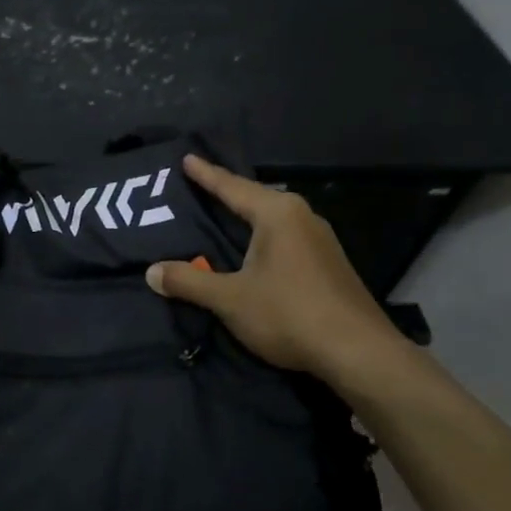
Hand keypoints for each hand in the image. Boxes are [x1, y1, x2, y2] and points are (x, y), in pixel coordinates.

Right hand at [146, 155, 410, 394]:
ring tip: (224, 215)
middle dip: (228, 193)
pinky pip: (286, 238)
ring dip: (247, 218)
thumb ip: (188, 281)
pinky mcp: (329, 264)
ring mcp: (321, 240)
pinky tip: (255, 251)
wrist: (359, 353)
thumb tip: (151, 272)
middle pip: (255, 199)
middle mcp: (302, 217)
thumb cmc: (289, 314)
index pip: (232, 187)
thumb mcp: (229, 299)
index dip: (206, 175)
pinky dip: (263, 238)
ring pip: (273, 220)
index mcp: (277, 214)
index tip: (187, 158)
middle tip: (200, 186)